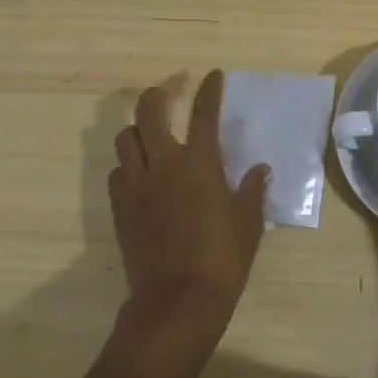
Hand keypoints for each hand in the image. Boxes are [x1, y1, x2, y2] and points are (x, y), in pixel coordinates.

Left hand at [108, 71, 268, 377]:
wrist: (177, 301)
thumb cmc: (222, 258)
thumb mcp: (248, 222)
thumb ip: (252, 190)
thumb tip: (260, 170)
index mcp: (200, 162)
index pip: (204, 112)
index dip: (210, 89)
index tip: (213, 76)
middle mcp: (164, 163)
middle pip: (149, 112)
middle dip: (156, 96)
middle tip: (166, 94)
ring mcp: (137, 185)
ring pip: (125, 139)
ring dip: (137, 131)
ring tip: (148, 136)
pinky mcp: (120, 208)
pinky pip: (117, 174)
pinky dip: (127, 167)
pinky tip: (139, 178)